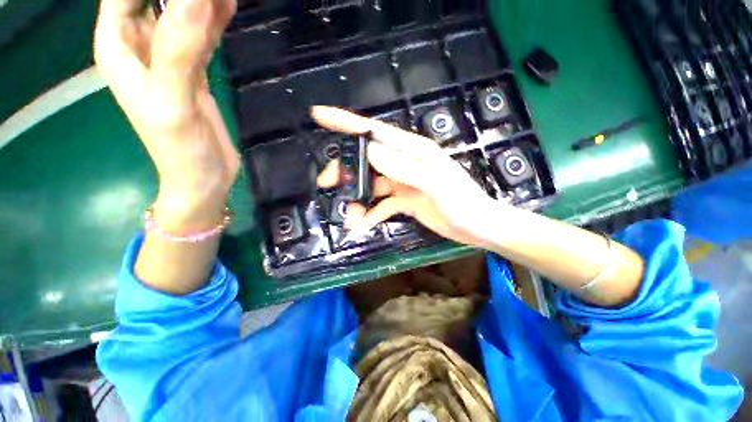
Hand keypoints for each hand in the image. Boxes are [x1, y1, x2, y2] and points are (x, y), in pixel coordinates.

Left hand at [95, 0, 238, 230]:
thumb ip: (179, 51)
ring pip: (183, 14)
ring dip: (202, 2)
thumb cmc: (178, 147)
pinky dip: (215, 20)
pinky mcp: (194, 72)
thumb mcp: (172, 100)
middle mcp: (139, 45)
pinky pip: (203, 36)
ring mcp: (168, 57)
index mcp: (118, 46)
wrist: (203, 176)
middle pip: (155, 0)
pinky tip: (228, 6)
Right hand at [313, 106, 505, 247]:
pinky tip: (363, 225)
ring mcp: (403, 183)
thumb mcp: (435, 184)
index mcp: (412, 151)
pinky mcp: (404, 200)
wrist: (478, 227)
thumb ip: (404, 168)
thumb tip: (370, 151)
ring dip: (357, 200)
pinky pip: (381, 205)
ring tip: (350, 219)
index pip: (374, 132)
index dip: (346, 122)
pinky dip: (371, 214)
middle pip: (366, 160)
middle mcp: (404, 163)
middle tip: (326, 183)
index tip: (319, 115)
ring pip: (371, 186)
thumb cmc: (463, 204)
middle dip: (345, 171)